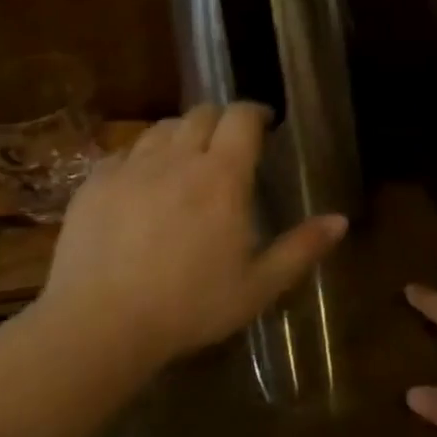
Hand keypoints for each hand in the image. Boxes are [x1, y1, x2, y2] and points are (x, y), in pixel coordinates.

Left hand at [38, 103, 346, 368]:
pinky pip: (125, 152)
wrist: (101, 324)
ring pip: (162, 128)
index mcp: (222, 177)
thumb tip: (341, 220)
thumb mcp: (258, 286)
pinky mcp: (95, 182)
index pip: (242, 117)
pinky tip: (143, 185)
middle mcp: (177, 158)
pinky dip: (142, 157)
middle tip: (229, 147)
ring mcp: (131, 167)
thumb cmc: (190, 307)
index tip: (266, 125)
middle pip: (202, 113)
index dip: (256, 113)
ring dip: (182, 134)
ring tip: (187, 161)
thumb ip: (301, 248)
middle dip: (221, 120)